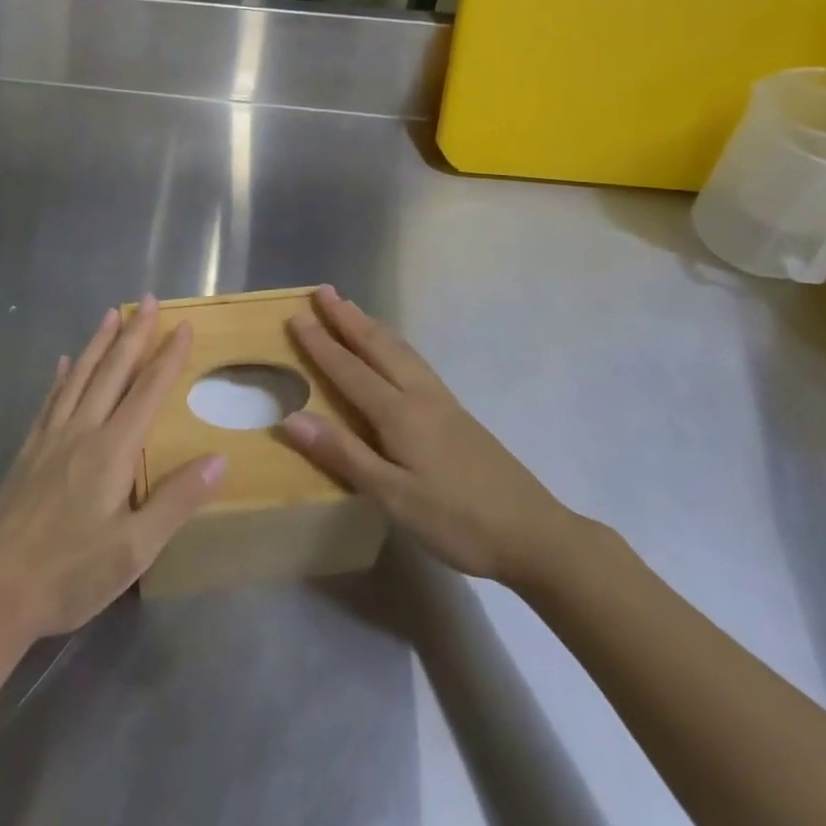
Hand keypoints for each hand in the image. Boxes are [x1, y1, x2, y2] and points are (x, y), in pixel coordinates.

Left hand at [0, 297, 226, 644]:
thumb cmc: (69, 575)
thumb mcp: (134, 550)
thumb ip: (176, 501)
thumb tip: (220, 459)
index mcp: (111, 450)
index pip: (147, 391)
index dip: (167, 357)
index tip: (183, 325)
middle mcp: (81, 431)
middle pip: (112, 372)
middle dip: (134, 334)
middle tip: (148, 299)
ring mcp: (49, 439)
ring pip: (79, 377)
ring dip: (99, 343)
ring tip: (111, 313)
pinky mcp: (27, 453)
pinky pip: (50, 401)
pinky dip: (62, 377)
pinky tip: (65, 363)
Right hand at [280, 286, 580, 591]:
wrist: (534, 534)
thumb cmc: (457, 520)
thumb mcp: (393, 496)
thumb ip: (343, 454)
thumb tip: (290, 418)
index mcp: (399, 413)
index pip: (349, 370)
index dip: (321, 344)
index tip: (296, 315)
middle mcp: (419, 395)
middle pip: (377, 346)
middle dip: (347, 318)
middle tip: (323, 291)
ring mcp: (442, 402)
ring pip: (399, 350)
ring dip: (370, 326)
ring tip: (351, 309)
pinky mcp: (456, 414)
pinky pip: (414, 362)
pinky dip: (392, 344)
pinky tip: (394, 352)